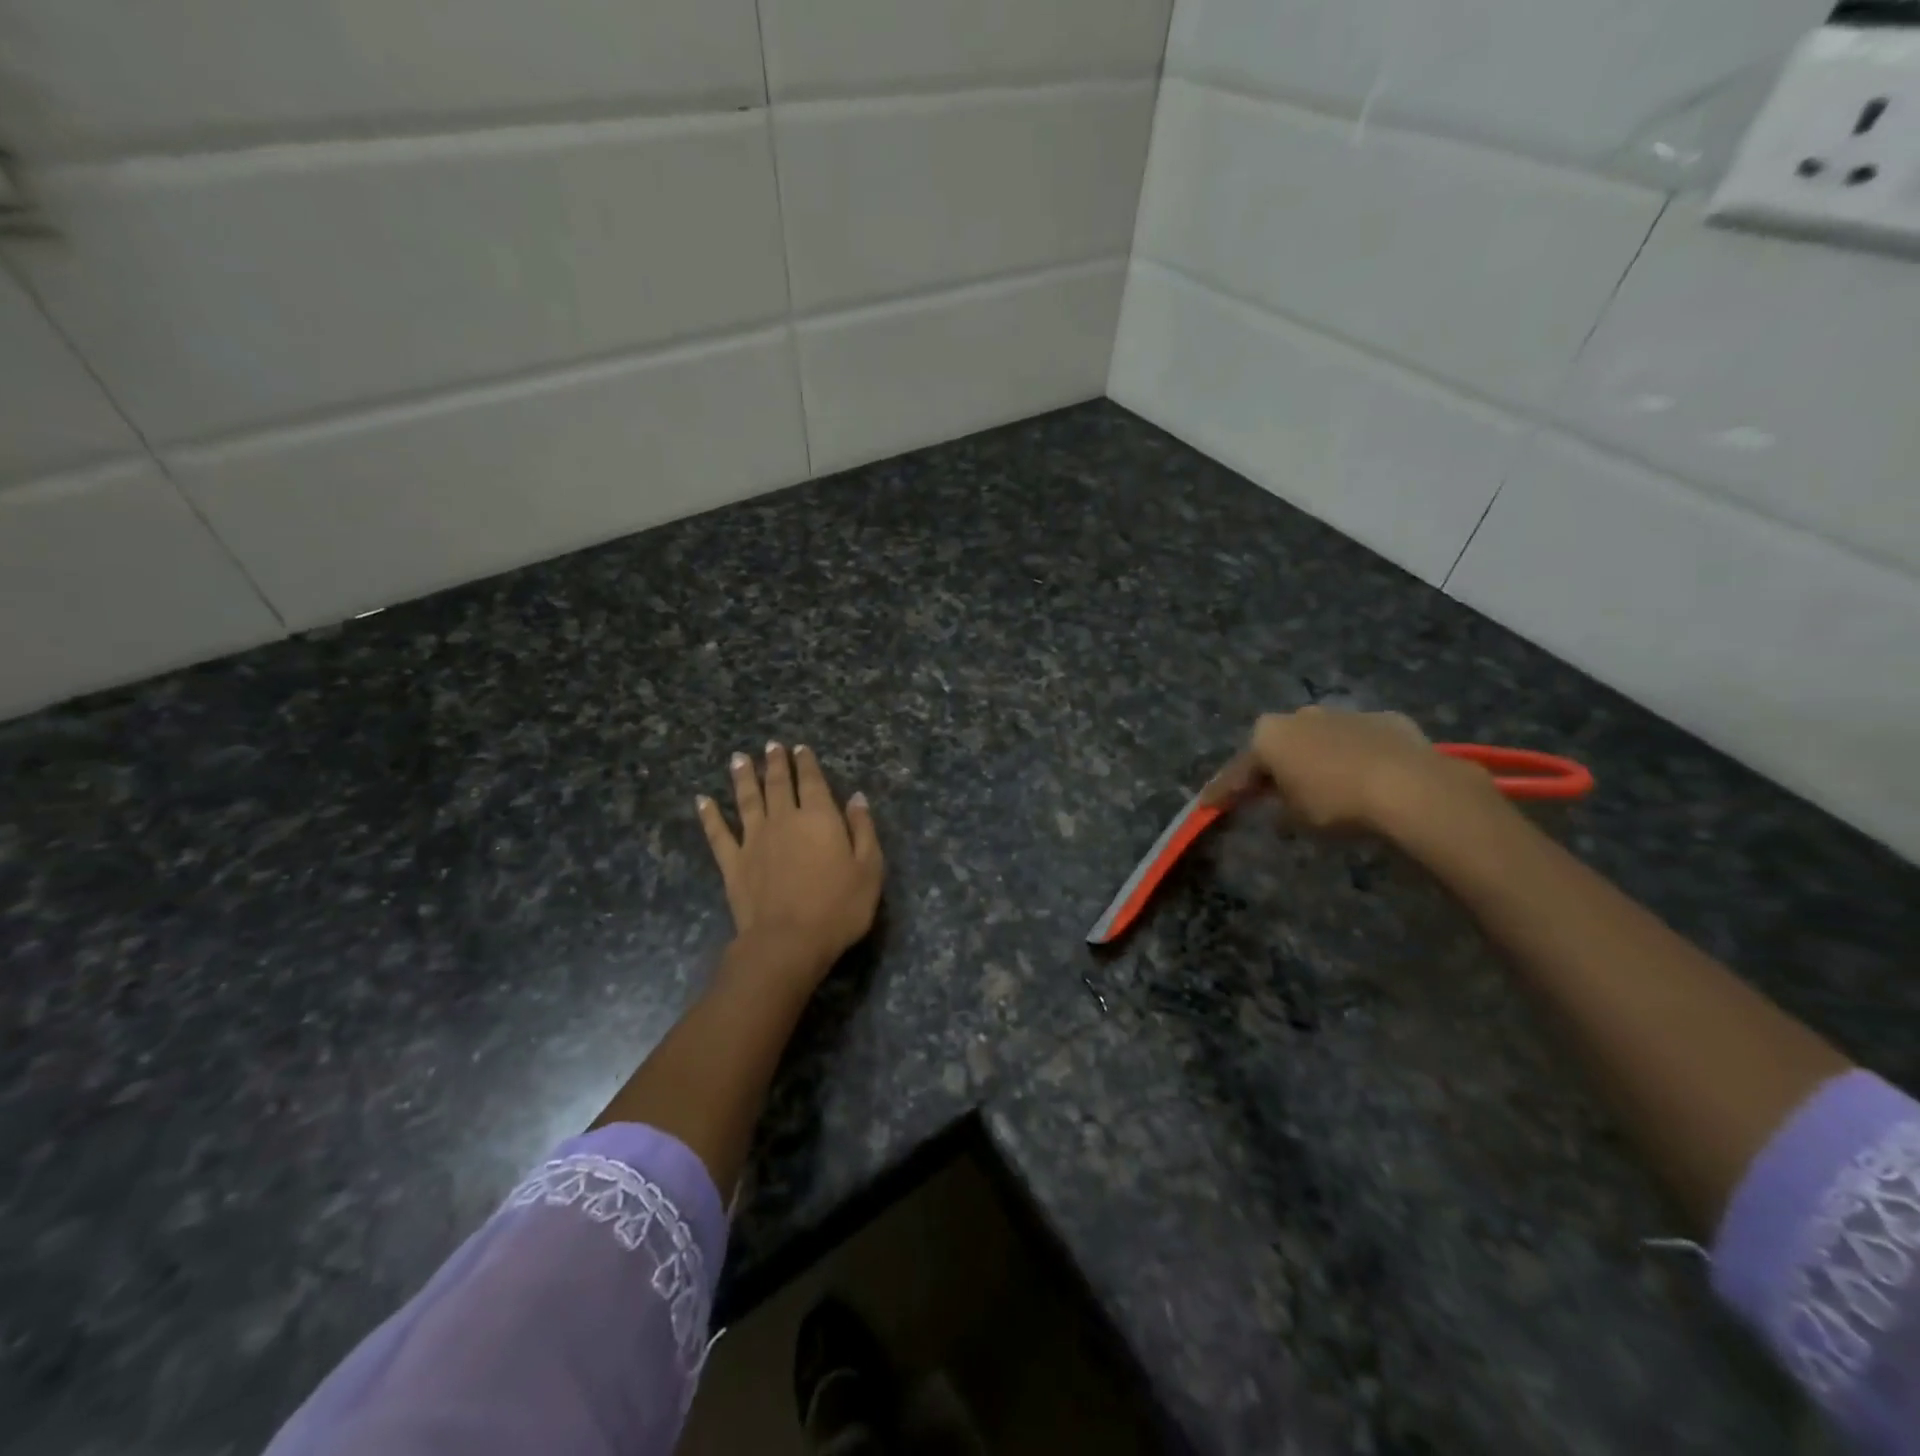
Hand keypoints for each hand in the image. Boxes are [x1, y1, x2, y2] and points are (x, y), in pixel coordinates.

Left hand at [697, 743, 883, 982]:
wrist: (788, 941)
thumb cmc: (838, 907)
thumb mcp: (869, 869)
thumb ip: (863, 829)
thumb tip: (856, 798)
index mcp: (819, 817)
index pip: (812, 781)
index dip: (806, 763)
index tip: (800, 748)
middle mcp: (784, 819)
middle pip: (777, 784)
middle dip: (775, 763)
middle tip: (770, 746)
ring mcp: (754, 840)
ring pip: (746, 800)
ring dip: (742, 777)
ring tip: (738, 759)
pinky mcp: (732, 862)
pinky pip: (718, 833)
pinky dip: (709, 815)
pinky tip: (702, 800)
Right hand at [1201, 706, 1492, 833]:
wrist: (1409, 786)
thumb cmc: (1336, 803)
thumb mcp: (1296, 817)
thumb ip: (1279, 806)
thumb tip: (1280, 805)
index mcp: (1269, 736)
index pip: (1238, 770)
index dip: (1223, 791)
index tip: (1208, 805)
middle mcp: (1300, 715)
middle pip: (1279, 746)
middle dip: (1274, 768)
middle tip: (1268, 793)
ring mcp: (1344, 713)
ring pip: (1320, 739)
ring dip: (1316, 759)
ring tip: (1323, 786)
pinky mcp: (1385, 719)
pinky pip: (1360, 741)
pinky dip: (1355, 757)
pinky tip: (1365, 777)